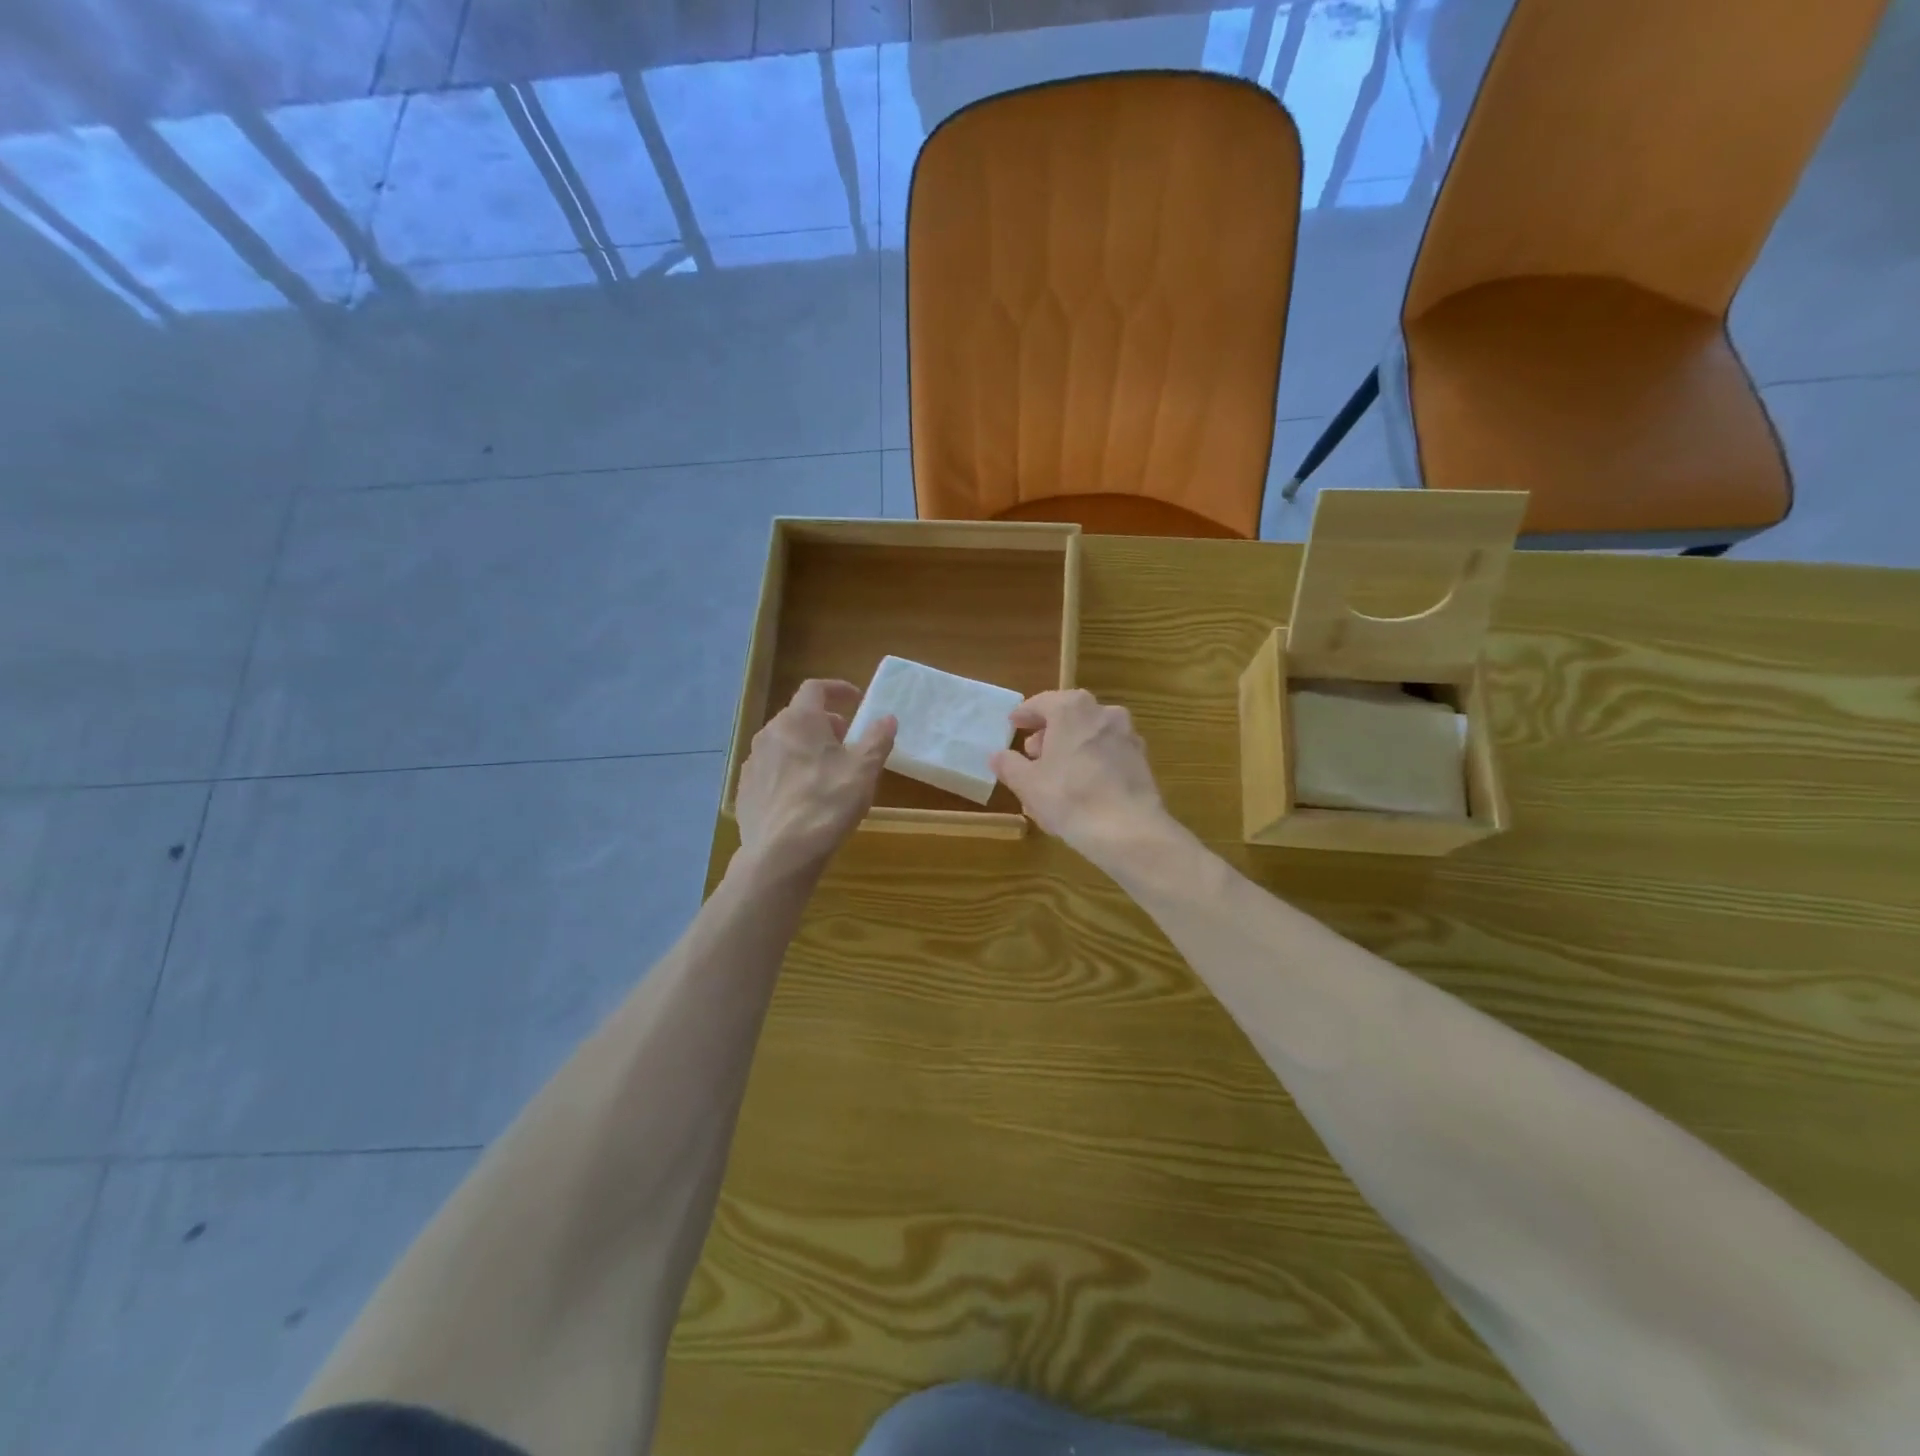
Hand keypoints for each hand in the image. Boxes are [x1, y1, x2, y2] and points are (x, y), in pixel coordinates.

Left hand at [735, 680, 895, 879]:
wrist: (781, 852)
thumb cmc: (828, 802)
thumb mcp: (864, 770)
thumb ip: (877, 739)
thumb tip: (887, 718)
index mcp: (799, 720)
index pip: (815, 688)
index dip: (837, 689)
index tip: (856, 699)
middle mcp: (770, 733)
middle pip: (798, 716)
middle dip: (823, 722)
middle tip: (845, 740)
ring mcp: (753, 761)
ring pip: (782, 742)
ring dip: (804, 746)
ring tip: (825, 769)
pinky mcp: (745, 788)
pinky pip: (770, 768)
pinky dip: (788, 770)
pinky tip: (801, 795)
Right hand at [990, 690, 1170, 868]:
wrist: (1129, 830)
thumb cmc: (1070, 798)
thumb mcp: (1027, 784)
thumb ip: (1009, 765)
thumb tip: (998, 756)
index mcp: (1072, 709)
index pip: (1042, 703)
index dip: (1024, 714)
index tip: (1013, 724)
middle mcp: (1103, 712)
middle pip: (1069, 715)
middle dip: (1049, 732)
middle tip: (1032, 753)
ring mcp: (1127, 735)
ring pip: (1090, 734)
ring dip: (1071, 746)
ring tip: (1055, 772)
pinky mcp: (1141, 760)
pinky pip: (1108, 753)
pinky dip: (1092, 760)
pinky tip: (1082, 785)